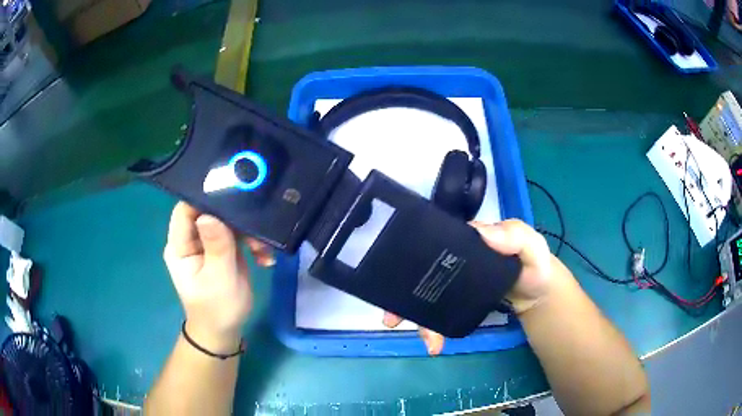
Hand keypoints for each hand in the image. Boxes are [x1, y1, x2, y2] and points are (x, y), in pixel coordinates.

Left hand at [163, 202, 272, 352]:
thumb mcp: (219, 279)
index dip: (204, 198)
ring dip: (248, 232)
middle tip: (256, 228)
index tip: (231, 195)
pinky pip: (237, 234)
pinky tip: (264, 258)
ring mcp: (207, 243)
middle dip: (234, 217)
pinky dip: (252, 242)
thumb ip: (216, 246)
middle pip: (208, 211)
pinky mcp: (222, 248)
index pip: (185, 210)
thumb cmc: (217, 309)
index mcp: (180, 246)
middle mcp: (190, 239)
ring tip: (262, 251)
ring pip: (226, 221)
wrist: (224, 331)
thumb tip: (209, 213)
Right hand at [385, 219, 554, 354]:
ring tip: (424, 338)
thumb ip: (515, 236)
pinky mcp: (456, 303)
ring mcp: (452, 283)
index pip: (431, 242)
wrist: (537, 294)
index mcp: (465, 240)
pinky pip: (437, 314)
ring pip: (423, 297)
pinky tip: (434, 344)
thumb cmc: (534, 264)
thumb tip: (482, 233)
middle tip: (393, 318)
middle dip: (400, 295)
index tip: (396, 277)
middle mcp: (451, 260)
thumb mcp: (531, 245)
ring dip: (413, 317)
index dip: (410, 257)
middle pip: (418, 274)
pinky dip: (431, 328)